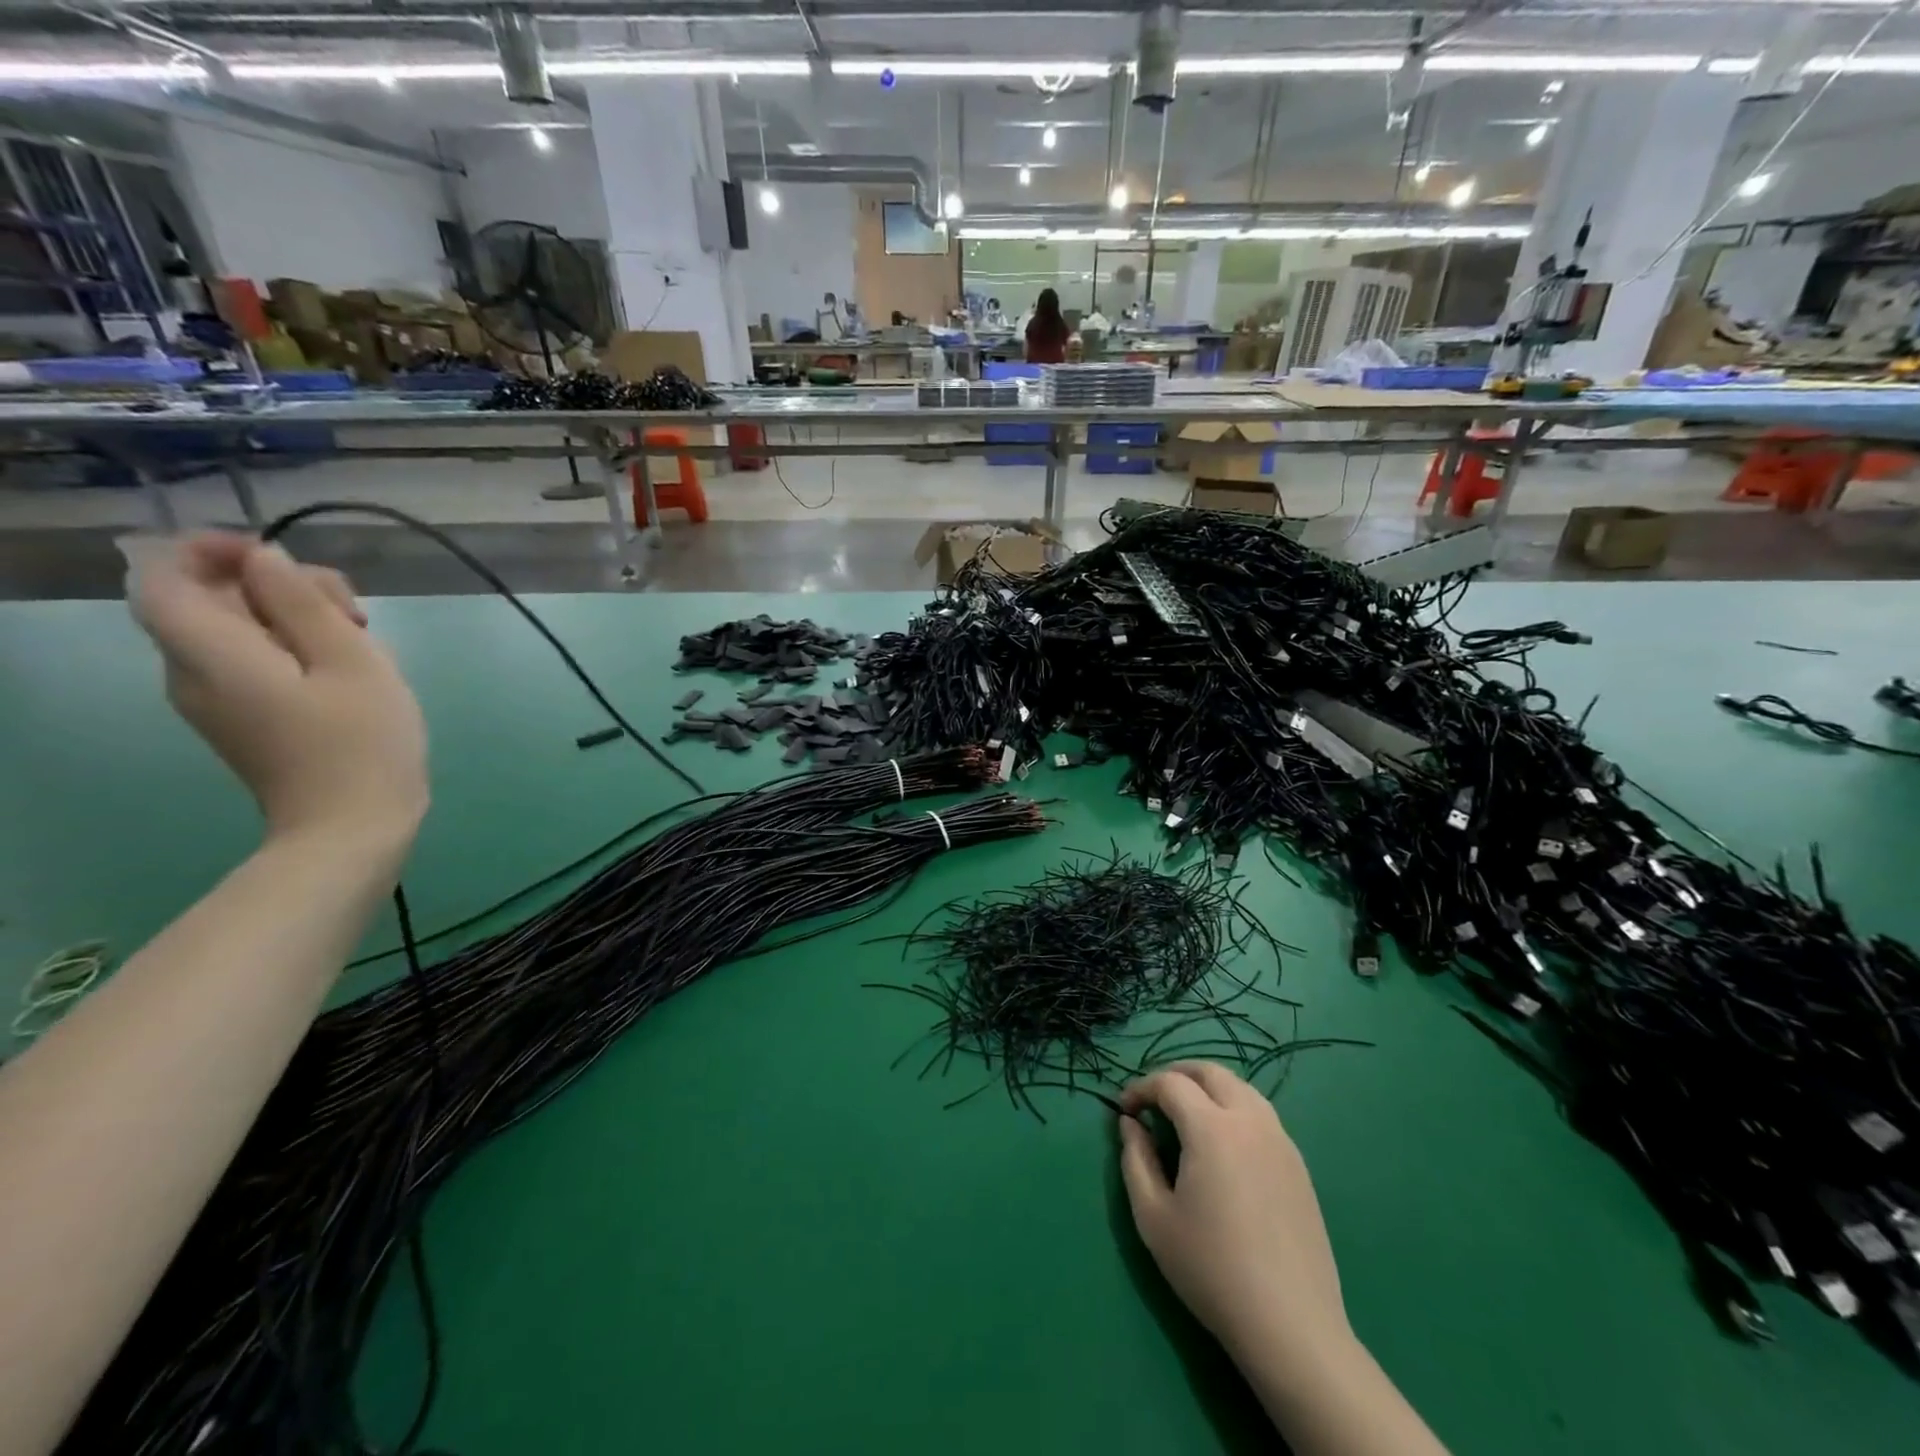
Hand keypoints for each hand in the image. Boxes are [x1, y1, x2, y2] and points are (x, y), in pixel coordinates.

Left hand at [127, 532, 426, 845]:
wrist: (353, 828)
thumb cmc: (360, 743)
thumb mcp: (352, 662)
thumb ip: (302, 603)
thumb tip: (265, 561)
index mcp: (211, 654)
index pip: (166, 577)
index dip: (212, 551)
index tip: (283, 558)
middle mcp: (193, 672)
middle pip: (210, 600)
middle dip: (278, 587)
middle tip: (354, 611)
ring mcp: (216, 700)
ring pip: (239, 630)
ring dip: (297, 619)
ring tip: (364, 642)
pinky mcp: (245, 718)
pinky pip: (253, 661)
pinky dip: (297, 649)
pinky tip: (349, 669)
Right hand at [1118, 1062, 1350, 1367]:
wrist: (1290, 1326)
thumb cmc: (1211, 1269)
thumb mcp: (1153, 1216)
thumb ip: (1135, 1159)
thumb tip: (1131, 1124)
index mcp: (1211, 1128)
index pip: (1170, 1082)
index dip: (1141, 1087)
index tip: (1125, 1110)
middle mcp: (1250, 1120)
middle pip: (1211, 1071)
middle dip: (1176, 1075)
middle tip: (1153, 1099)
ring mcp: (1281, 1141)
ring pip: (1241, 1089)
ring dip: (1209, 1088)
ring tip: (1187, 1115)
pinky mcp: (1299, 1165)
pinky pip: (1262, 1116)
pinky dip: (1234, 1110)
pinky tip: (1223, 1146)